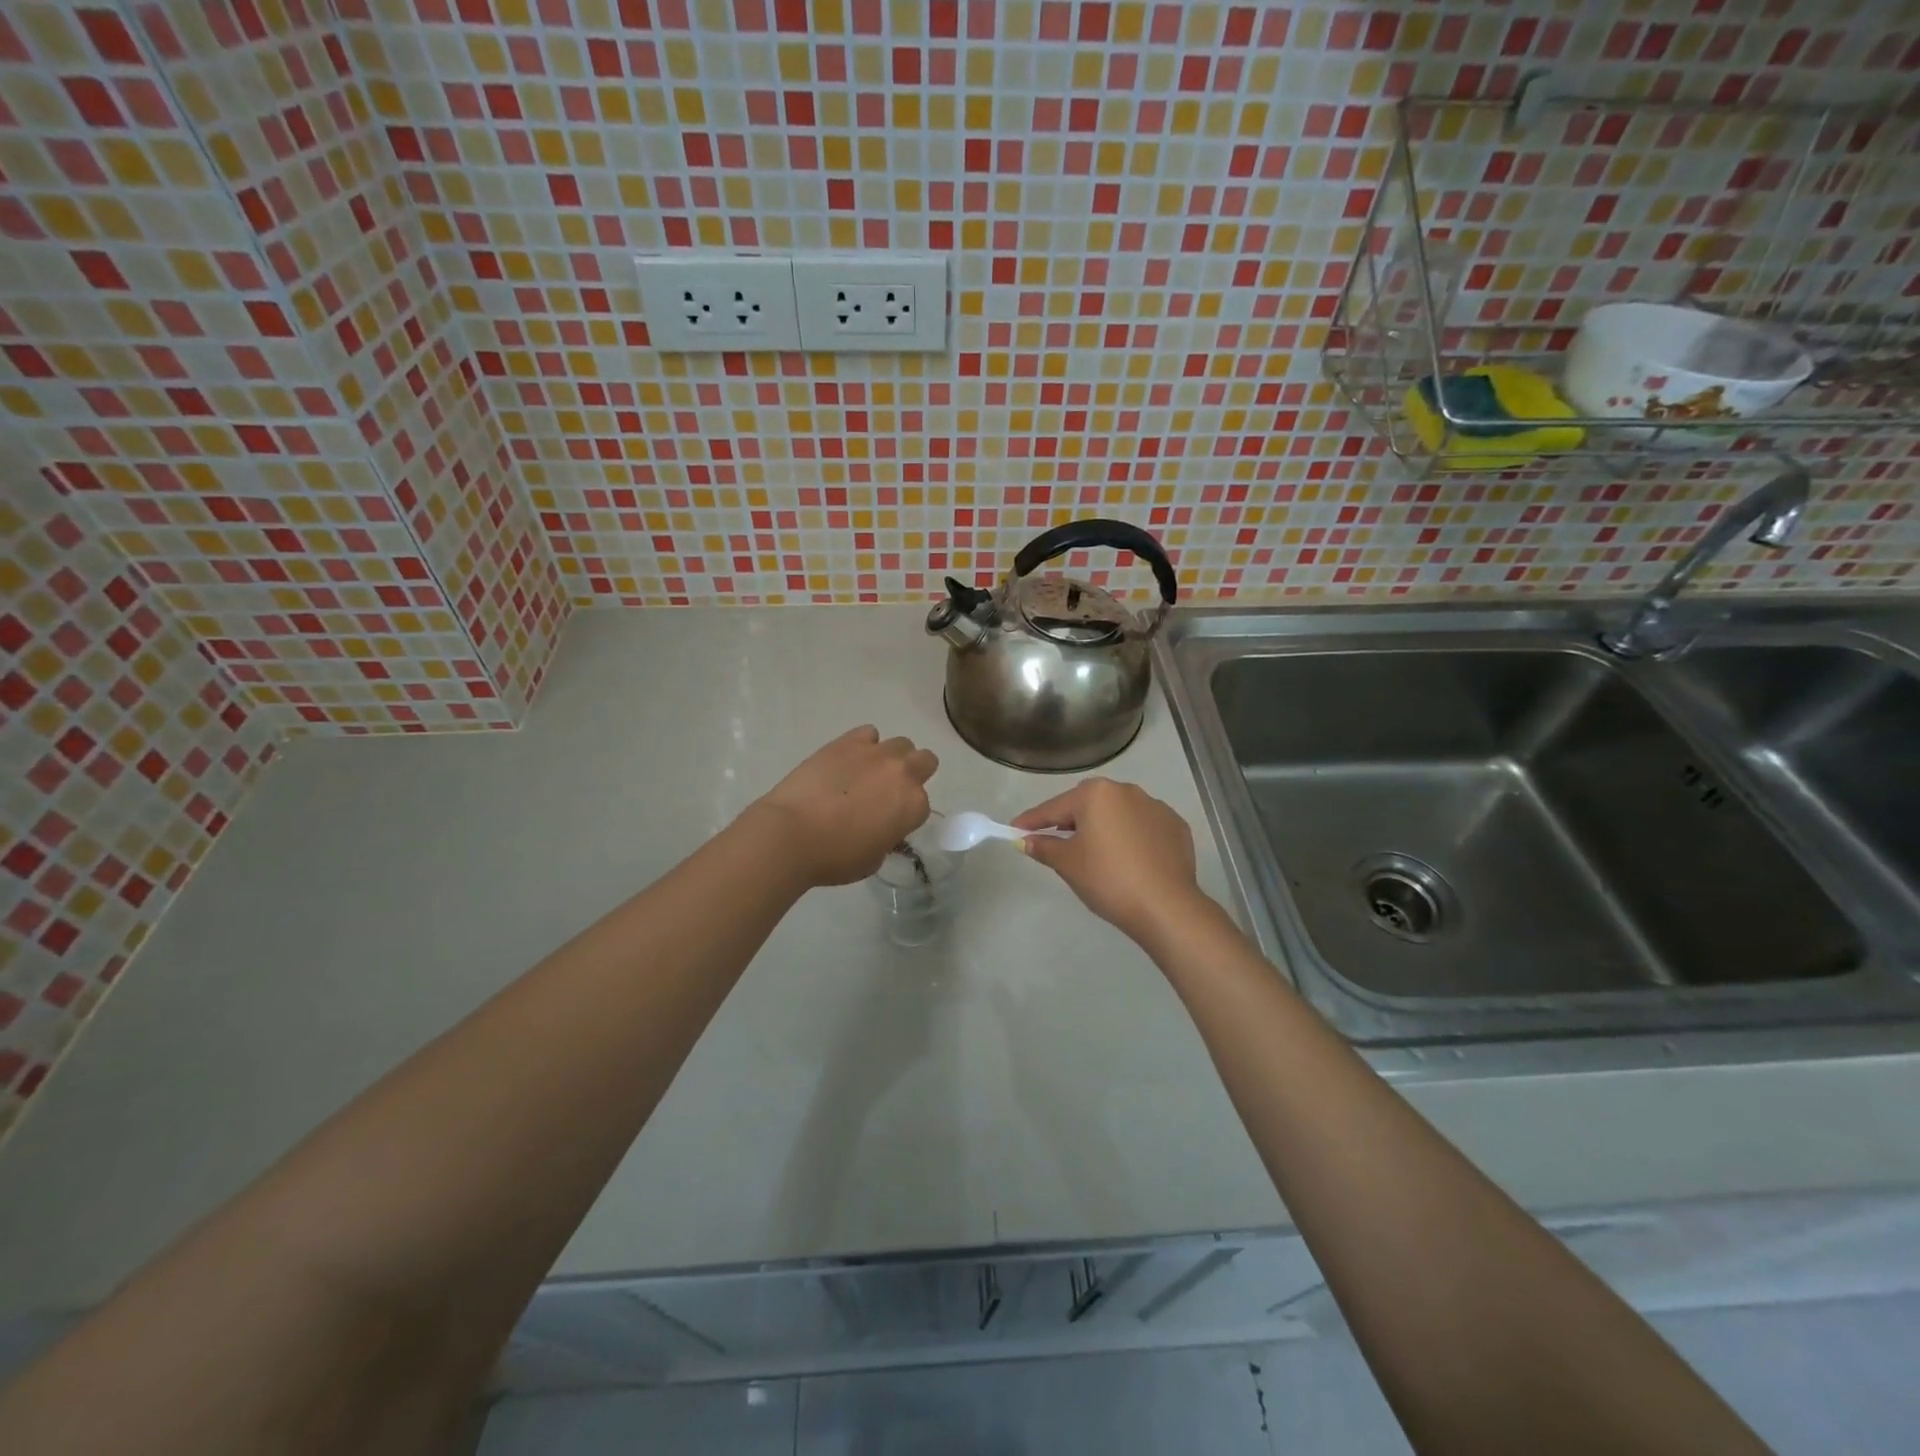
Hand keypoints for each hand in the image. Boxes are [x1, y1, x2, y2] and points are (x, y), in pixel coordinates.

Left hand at [748, 726, 937, 887]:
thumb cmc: (834, 857)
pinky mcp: (847, 741)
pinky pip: (868, 733)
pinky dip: (863, 745)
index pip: (922, 805)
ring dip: (891, 758)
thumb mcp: (873, 859)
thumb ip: (886, 837)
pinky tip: (848, 760)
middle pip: (925, 760)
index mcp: (914, 806)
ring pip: (901, 744)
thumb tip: (880, 826)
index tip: (890, 822)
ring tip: (867, 774)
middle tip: (889, 791)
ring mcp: (875, 753)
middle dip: (913, 774)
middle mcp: (902, 773)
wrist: (792, 834)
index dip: (906, 813)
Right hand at [1012, 778, 1212, 949]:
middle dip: (1071, 820)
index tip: (1015, 828)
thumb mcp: (1068, 864)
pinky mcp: (1176, 827)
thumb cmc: (1108, 879)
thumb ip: (1044, 847)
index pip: (1055, 807)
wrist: (1166, 906)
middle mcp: (1127, 791)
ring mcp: (1156, 807)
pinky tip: (1129, 861)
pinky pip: (1143, 827)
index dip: (1032, 820)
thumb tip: (1026, 841)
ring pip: (1118, 814)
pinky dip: (1131, 838)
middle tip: (1056, 842)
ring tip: (1096, 854)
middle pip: (1088, 804)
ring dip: (1104, 827)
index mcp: (1096, 794)